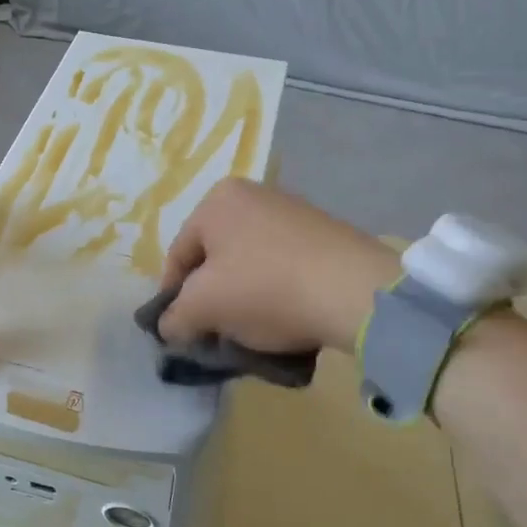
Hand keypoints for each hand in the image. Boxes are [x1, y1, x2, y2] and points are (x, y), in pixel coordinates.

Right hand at [158, 179, 399, 355]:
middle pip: (215, 257)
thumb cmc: (265, 289)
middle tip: (217, 332)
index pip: (179, 255)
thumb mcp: (204, 308)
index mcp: (217, 201)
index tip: (182, 331)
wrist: (356, 292)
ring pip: (249, 263)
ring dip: (244, 297)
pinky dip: (276, 290)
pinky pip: (283, 265)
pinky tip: (286, 317)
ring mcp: (293, 211)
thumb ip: (174, 318)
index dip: (173, 298)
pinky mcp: (325, 232)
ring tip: (253, 331)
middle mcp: (253, 194)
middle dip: (212, 296)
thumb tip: (170, 326)